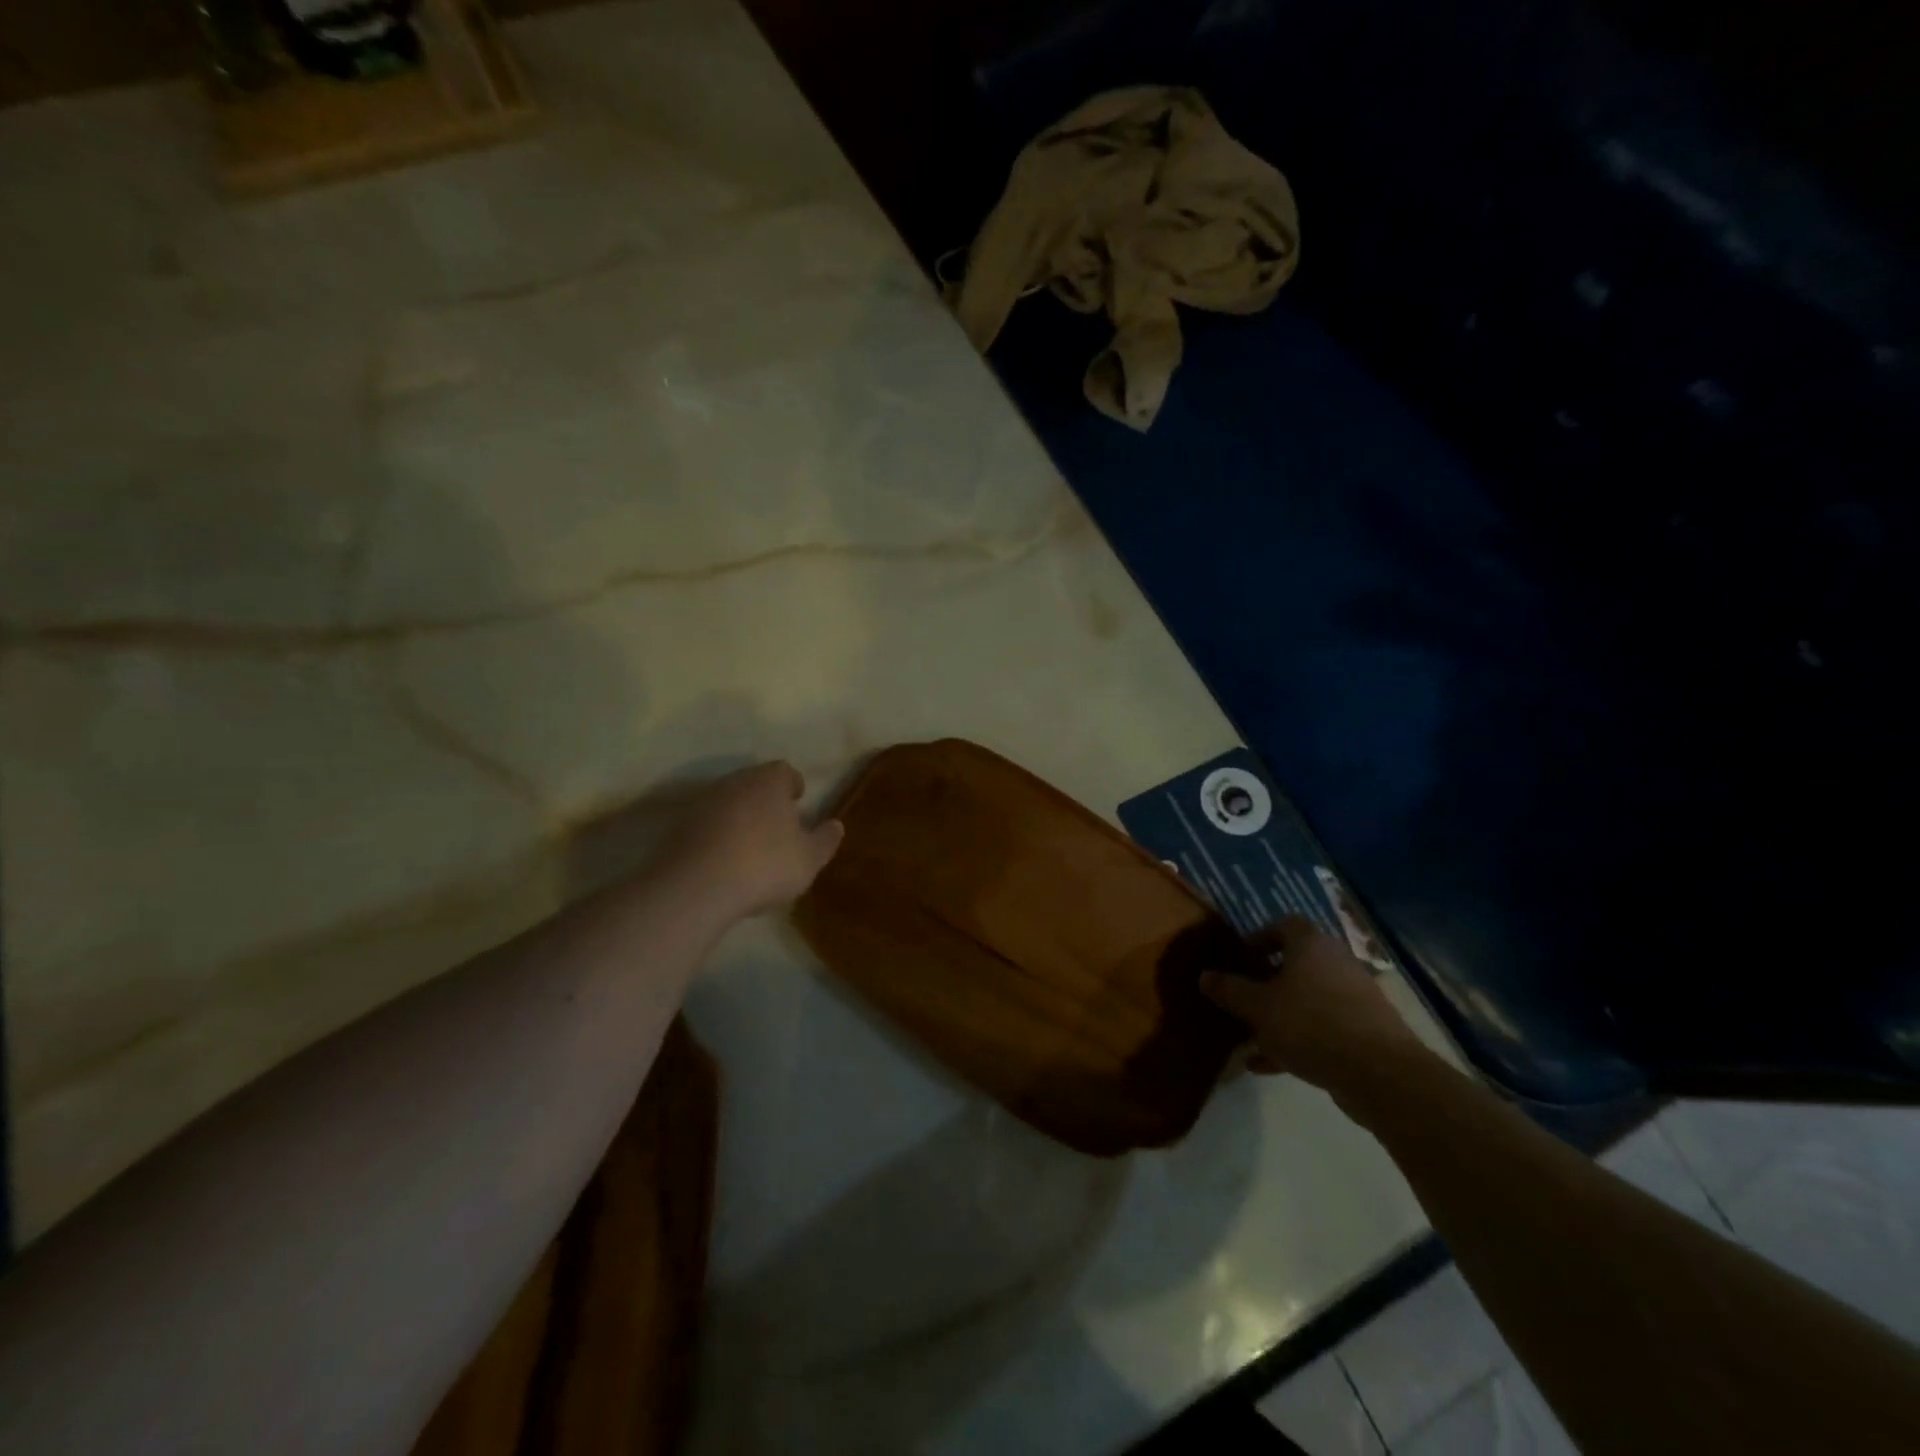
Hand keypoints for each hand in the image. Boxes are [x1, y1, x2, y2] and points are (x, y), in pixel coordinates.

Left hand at [669, 762, 843, 919]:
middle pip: (753, 783)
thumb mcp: (809, 859)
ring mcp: (701, 802)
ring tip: (749, 845)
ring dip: (738, 817)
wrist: (696, 886)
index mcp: (769, 781)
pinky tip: (722, 859)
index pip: (785, 771)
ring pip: (727, 802)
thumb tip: (836, 825)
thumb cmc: (764, 865)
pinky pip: (704, 825)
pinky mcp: (677, 826)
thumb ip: (825, 840)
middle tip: (777, 824)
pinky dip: (715, 835)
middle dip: (765, 800)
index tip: (798, 801)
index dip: (793, 785)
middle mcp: (734, 782)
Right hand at [1200, 916, 1424, 1093]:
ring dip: (1280, 1015)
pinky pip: (1322, 1027)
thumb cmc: (1310, 1024)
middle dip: (1267, 982)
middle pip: (1296, 964)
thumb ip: (1230, 990)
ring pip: (1308, 999)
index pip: (1284, 925)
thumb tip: (1205, 976)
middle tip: (1243, 999)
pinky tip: (1269, 1066)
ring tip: (1251, 1038)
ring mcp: (1355, 997)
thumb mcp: (1258, 1007)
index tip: (1241, 959)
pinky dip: (1297, 1040)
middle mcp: (1336, 963)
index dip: (1260, 938)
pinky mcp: (1365, 1031)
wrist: (1380, 1073)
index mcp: (1311, 945)